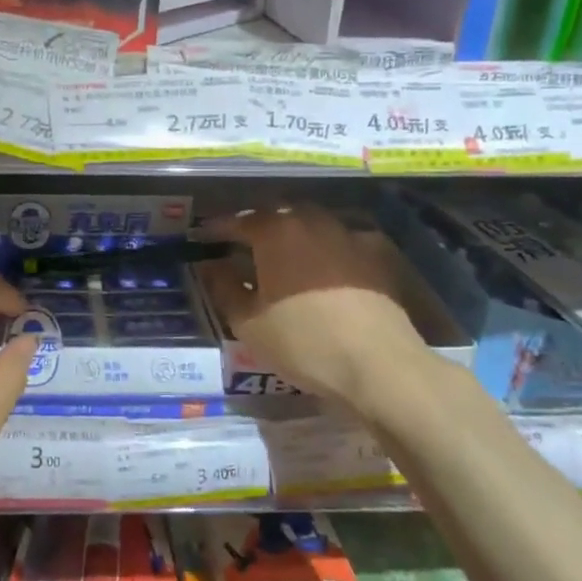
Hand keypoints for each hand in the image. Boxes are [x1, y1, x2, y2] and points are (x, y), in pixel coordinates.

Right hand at [196, 207, 442, 417]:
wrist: (378, 365)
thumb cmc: (303, 341)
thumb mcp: (248, 322)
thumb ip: (224, 287)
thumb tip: (210, 265)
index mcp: (276, 231)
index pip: (238, 221)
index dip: (217, 229)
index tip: (203, 237)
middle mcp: (312, 222)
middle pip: (277, 216)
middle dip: (257, 226)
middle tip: (242, 244)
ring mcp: (348, 236)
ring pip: (311, 225)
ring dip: (292, 235)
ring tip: (281, 255)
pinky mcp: (375, 256)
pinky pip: (340, 243)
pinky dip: (325, 250)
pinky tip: (323, 269)